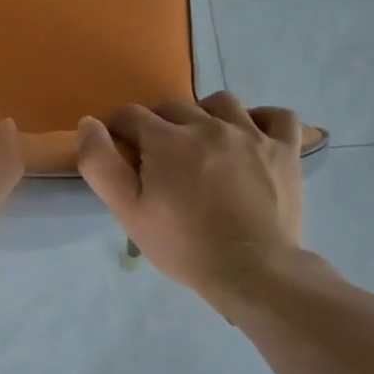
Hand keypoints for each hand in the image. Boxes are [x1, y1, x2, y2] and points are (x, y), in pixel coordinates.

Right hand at [76, 94, 319, 312]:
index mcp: (167, 140)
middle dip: (157, 125)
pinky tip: (250, 136)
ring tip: (202, 143)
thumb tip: (88, 123)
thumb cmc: (183, 245)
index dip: (118, 130)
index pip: (130, 115)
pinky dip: (261, 119)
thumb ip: (101, 164)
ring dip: (204, 115)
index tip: (121, 152)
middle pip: (173, 106)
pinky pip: (277, 115)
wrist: (252, 270)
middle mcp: (209, 125)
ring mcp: (252, 134)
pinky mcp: (285, 150)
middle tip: (158, 159)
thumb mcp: (128, 211)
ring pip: (221, 103)